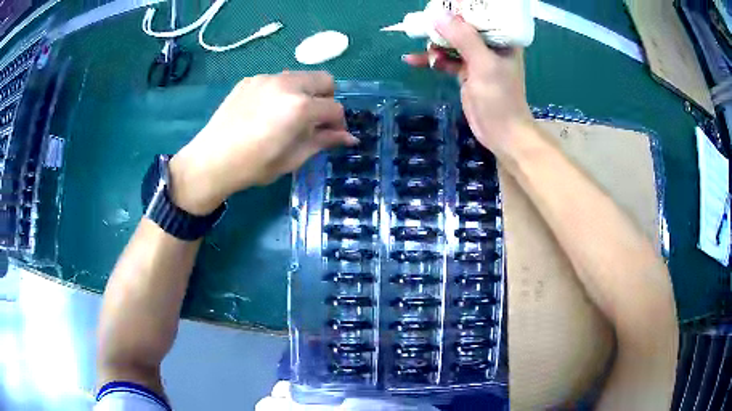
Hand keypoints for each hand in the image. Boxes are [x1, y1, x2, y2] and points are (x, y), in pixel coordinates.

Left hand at [169, 71, 356, 214]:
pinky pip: (277, 80)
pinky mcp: (250, 80)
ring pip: (300, 76)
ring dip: (305, 93)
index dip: (339, 123)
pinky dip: (282, 92)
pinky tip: (267, 112)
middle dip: (327, 99)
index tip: (334, 135)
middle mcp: (287, 84)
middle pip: (324, 80)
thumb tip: (350, 138)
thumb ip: (323, 142)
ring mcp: (266, 78)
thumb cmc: (253, 166)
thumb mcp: (293, 158)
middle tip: (315, 120)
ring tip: (290, 115)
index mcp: (300, 106)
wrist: (211, 161)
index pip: (335, 108)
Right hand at [403, 15, 533, 155]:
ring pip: (451, 42)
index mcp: (502, 39)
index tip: (438, 6)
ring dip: (433, 43)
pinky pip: (445, 60)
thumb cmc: (500, 98)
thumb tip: (438, 15)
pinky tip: (413, 60)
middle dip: (441, 25)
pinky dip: (431, 59)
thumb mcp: (483, 64)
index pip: (480, 15)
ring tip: (416, 42)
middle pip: (462, 26)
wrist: (502, 133)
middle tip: (421, 22)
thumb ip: (463, 38)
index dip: (459, 8)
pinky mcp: (466, 72)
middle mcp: (490, 45)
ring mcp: (477, 59)